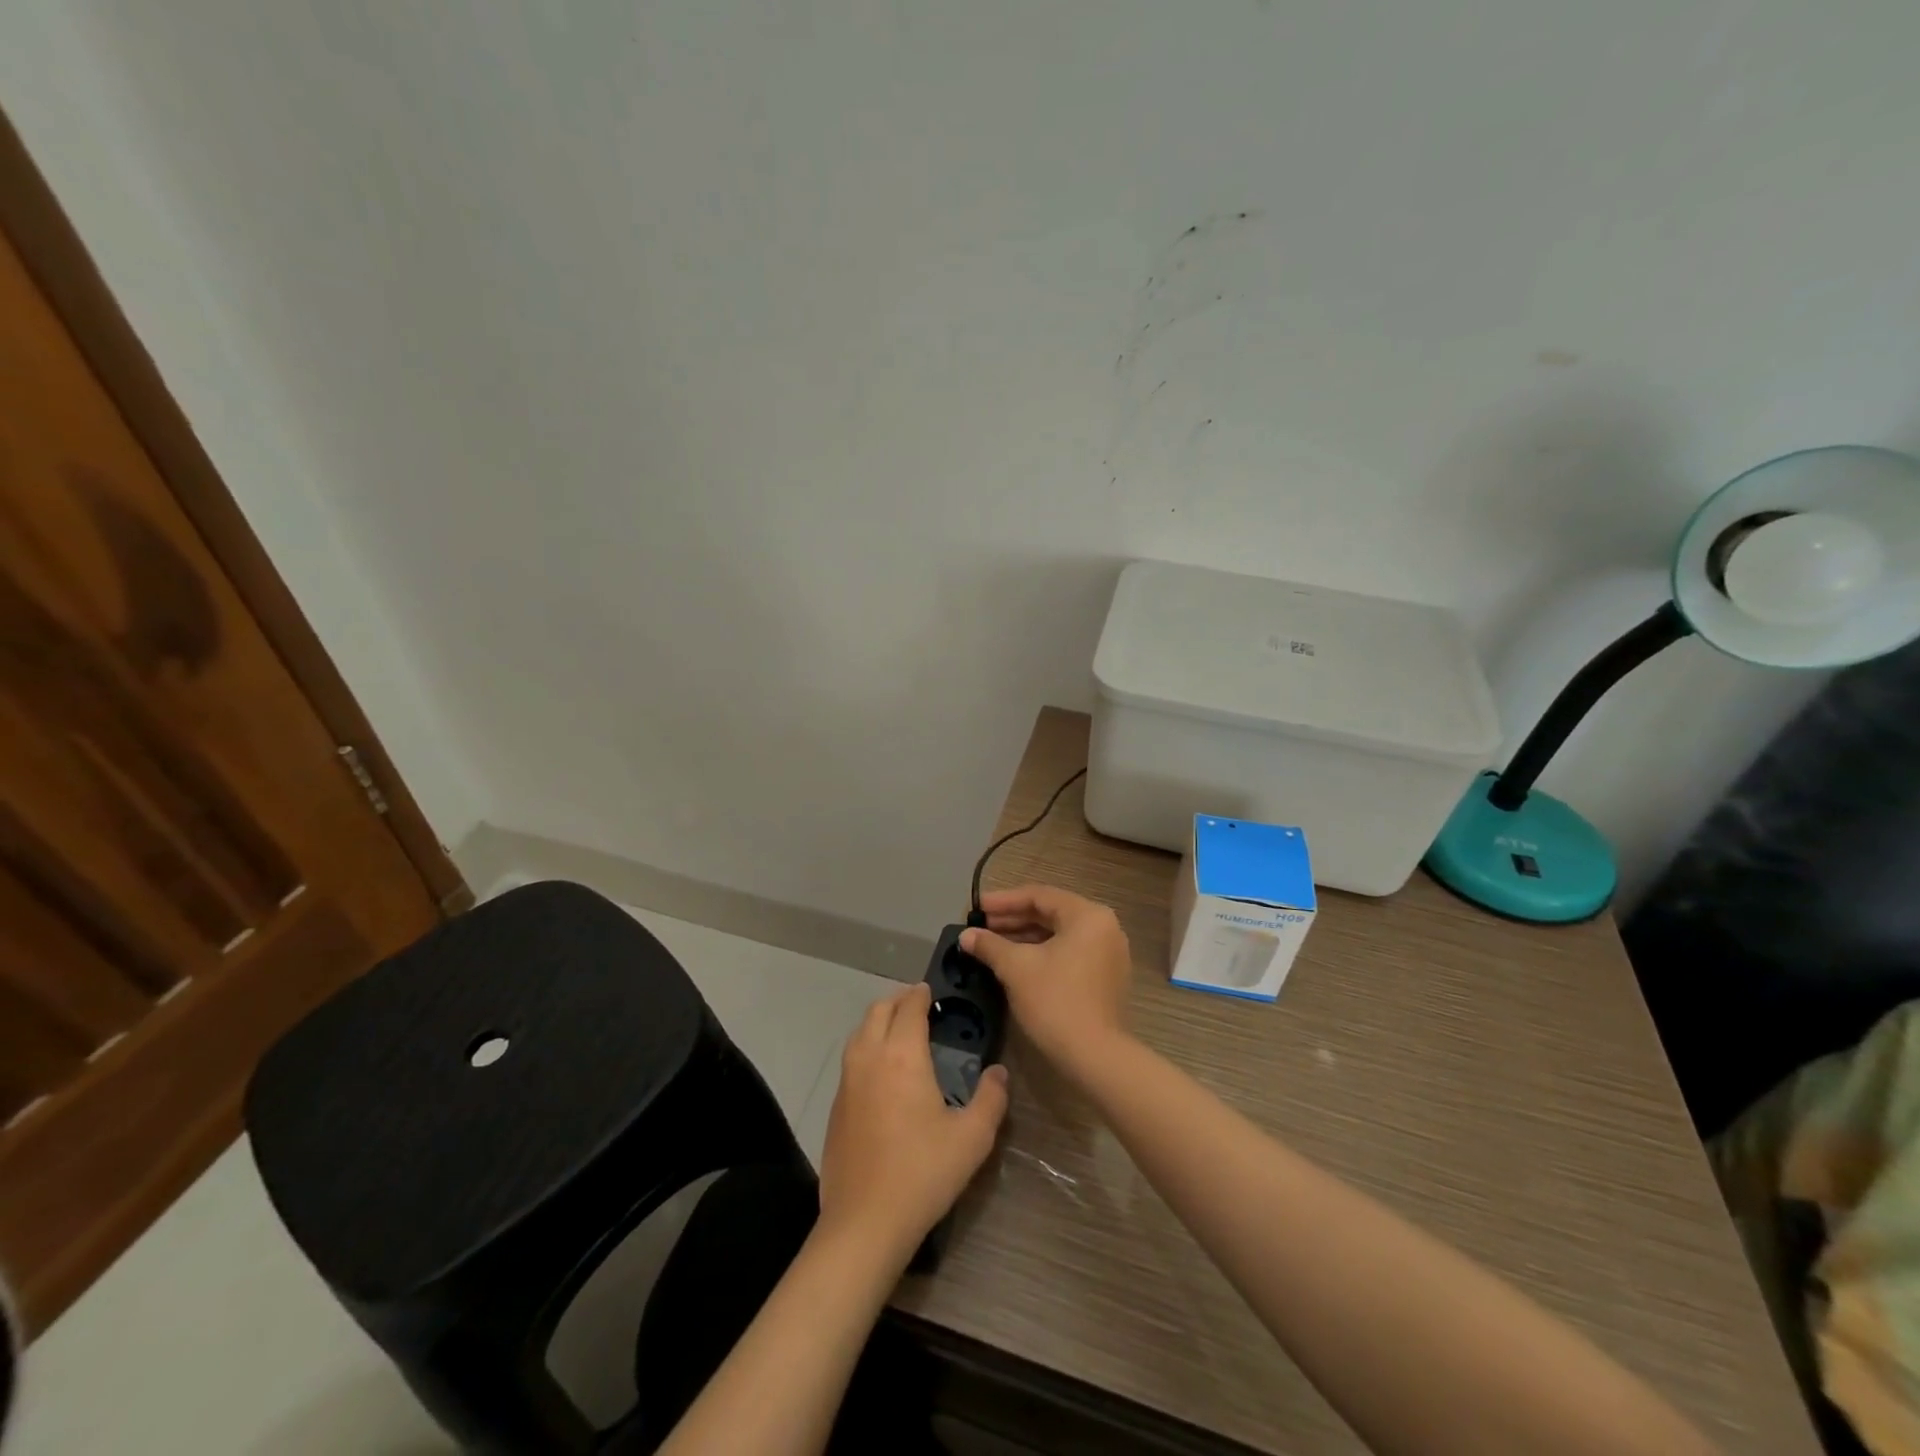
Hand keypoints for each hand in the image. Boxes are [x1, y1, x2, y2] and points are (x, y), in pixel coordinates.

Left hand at [818, 983, 1008, 1263]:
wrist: (865, 1222)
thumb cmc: (923, 1173)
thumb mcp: (972, 1138)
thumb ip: (991, 1099)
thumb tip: (998, 1072)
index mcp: (902, 1056)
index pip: (909, 1008)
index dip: (920, 994)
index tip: (931, 990)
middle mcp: (870, 1058)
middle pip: (878, 1011)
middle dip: (898, 1001)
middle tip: (918, 1004)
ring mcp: (847, 1082)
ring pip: (859, 1032)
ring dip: (878, 1021)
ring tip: (899, 1030)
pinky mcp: (835, 1106)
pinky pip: (850, 1059)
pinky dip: (866, 1047)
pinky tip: (880, 1071)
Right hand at [960, 885, 1132, 1074]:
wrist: (1094, 1057)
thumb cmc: (1055, 1001)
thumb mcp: (1016, 968)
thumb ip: (989, 945)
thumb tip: (966, 935)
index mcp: (1088, 915)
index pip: (1039, 896)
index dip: (1003, 901)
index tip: (975, 908)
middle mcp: (1104, 927)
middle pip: (1051, 914)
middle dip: (1012, 920)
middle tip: (980, 926)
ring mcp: (1108, 953)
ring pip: (1059, 935)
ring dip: (1024, 938)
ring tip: (991, 945)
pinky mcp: (1105, 978)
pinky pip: (1069, 953)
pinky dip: (1042, 954)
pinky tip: (1014, 963)